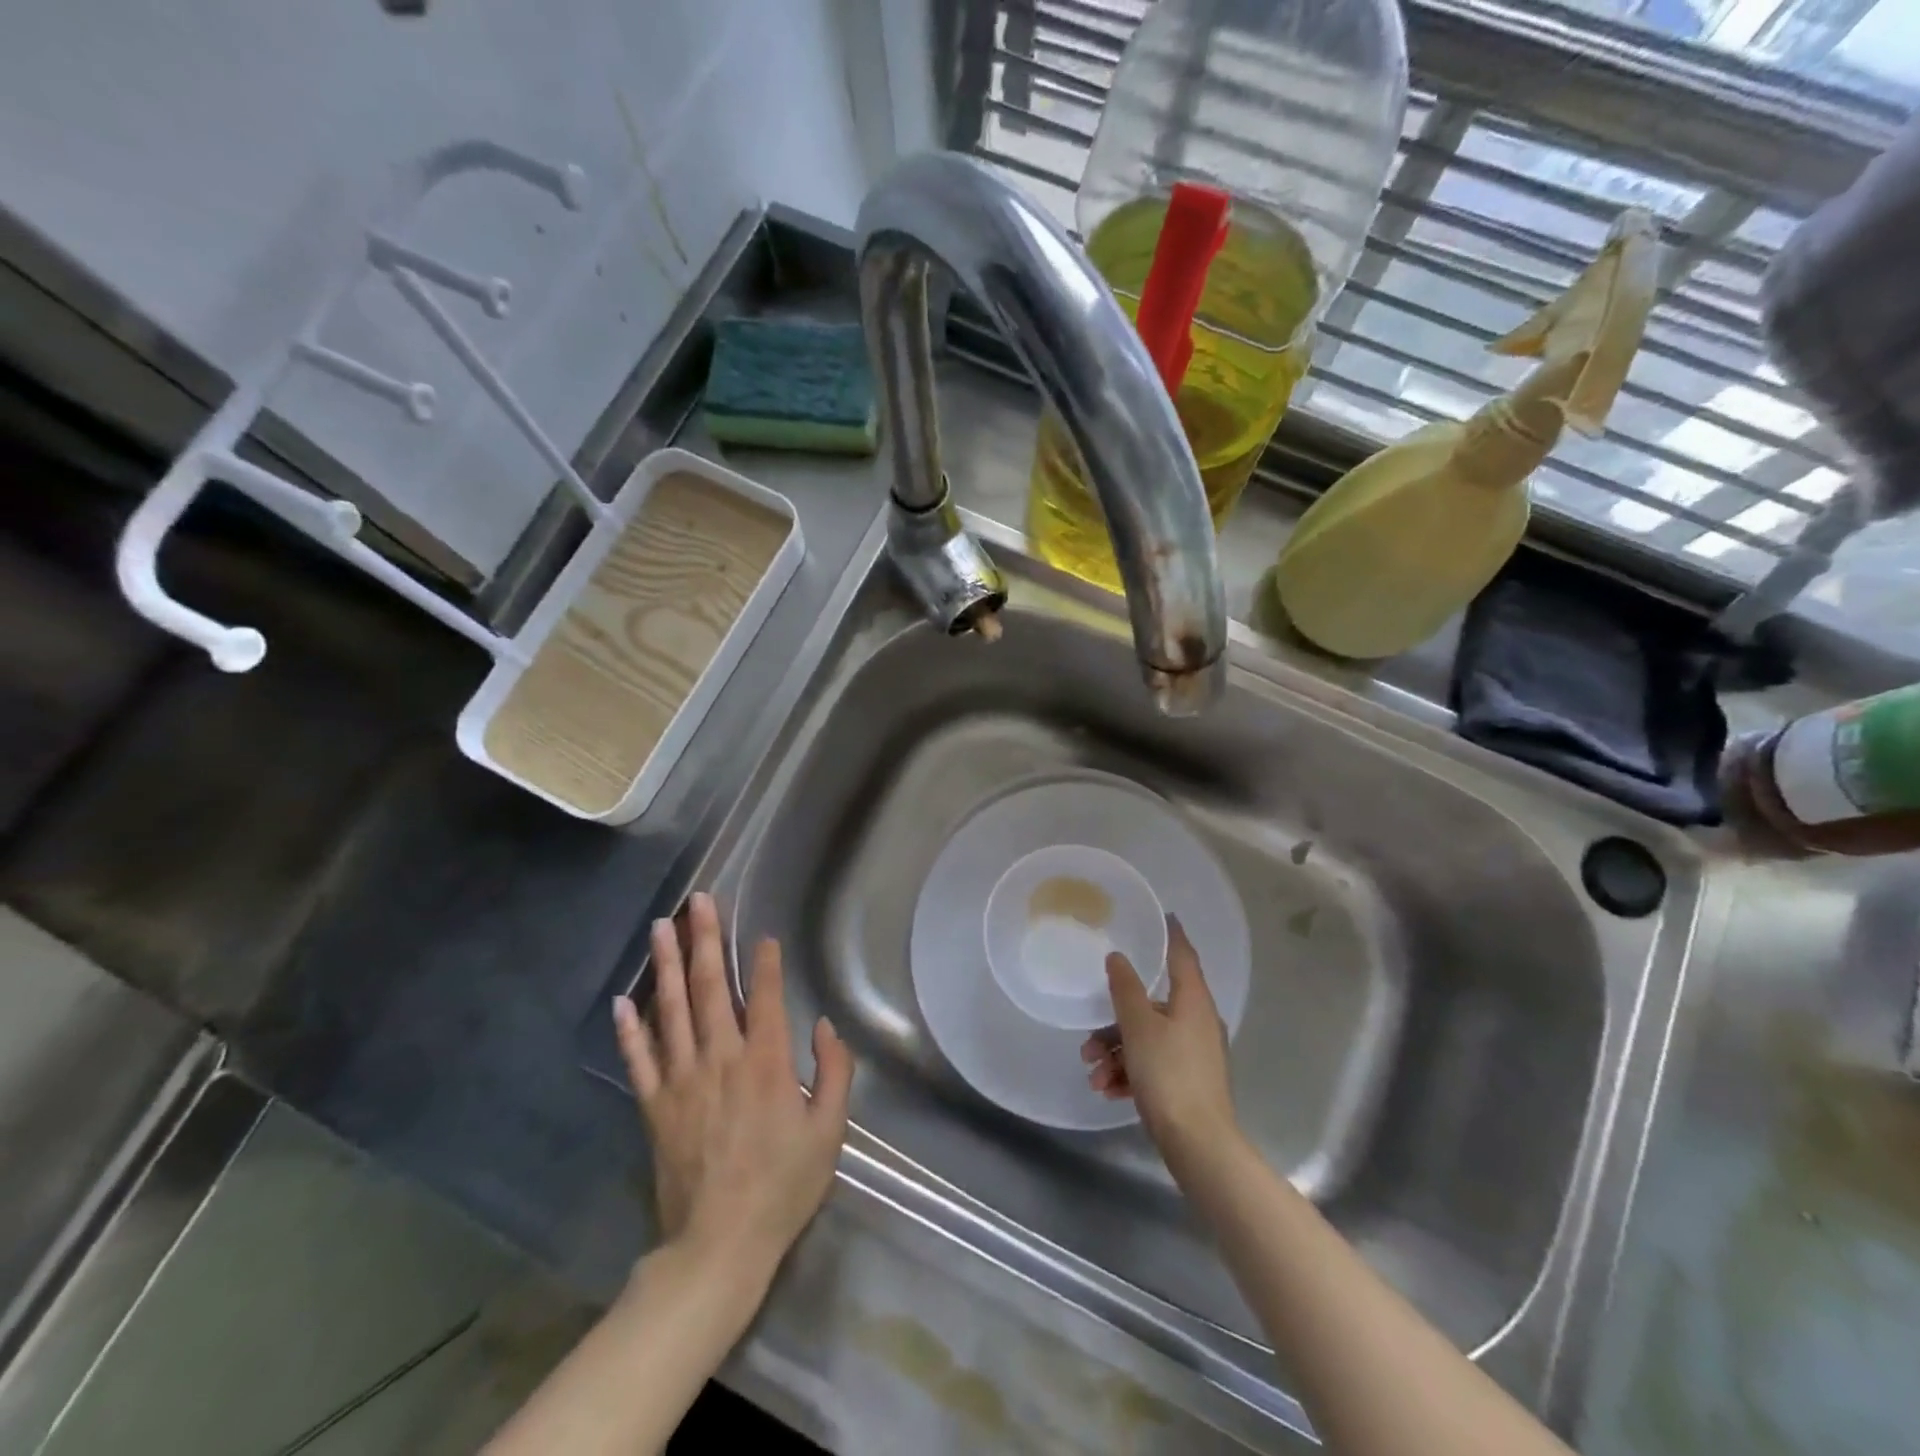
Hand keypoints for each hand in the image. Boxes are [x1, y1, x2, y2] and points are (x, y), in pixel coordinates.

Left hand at [613, 893, 853, 1285]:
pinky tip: (624, 998)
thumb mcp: (828, 1133)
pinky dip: (630, 1028)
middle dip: (705, 939)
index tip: (762, 935)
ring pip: (673, 1011)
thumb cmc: (782, 1187)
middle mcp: (721, 1059)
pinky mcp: (655, 1106)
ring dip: (668, 965)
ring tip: (660, 928)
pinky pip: (639, 1059)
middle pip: (712, 988)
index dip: (765, 963)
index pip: (766, 998)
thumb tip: (825, 1027)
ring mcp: (682, 1081)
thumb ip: (834, 1074)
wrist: (719, 1246)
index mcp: (767, 1064)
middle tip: (698, 901)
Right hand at [1080, 915, 1236, 1172]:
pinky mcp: (1187, 1082)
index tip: (1160, 916)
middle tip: (1090, 1036)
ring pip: (1147, 1038)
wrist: (1198, 1145)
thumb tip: (1117, 958)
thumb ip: (1125, 989)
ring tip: (1093, 1072)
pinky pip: (1152, 1065)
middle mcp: (1198, 1022)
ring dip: (1116, 1052)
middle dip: (1116, 1020)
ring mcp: (1194, 1054)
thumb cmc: (1168, 1074)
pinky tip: (1107, 1089)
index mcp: (1193, 1001)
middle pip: (1152, 1005)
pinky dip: (1129, 1072)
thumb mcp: (1139, 1027)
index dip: (1170, 935)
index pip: (1182, 955)